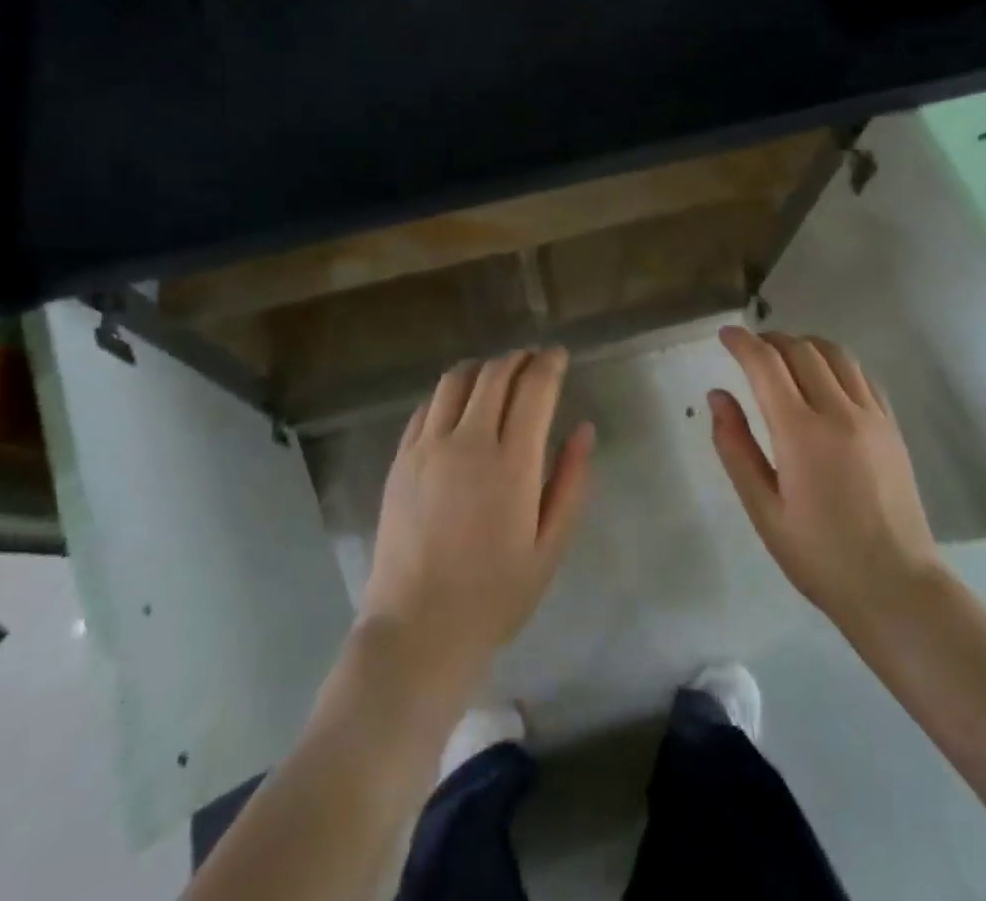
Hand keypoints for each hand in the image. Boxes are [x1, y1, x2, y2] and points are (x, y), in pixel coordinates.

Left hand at [359, 349, 594, 694]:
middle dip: (519, 358)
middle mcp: (468, 442)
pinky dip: (449, 393)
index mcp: (512, 464)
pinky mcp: (401, 459)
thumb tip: (584, 430)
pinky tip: (459, 405)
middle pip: (495, 374)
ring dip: (482, 367)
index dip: (549, 363)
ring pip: (455, 380)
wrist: (418, 630)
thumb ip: (571, 482)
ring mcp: (428, 448)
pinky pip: (426, 406)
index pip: (534, 388)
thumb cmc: (495, 595)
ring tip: (497, 375)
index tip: (558, 355)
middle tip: (532, 360)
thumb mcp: (550, 547)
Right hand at [710, 327, 940, 635]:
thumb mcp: (763, 510)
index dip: (742, 342)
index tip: (725, 334)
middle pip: (801, 350)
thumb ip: (736, 447)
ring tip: (784, 355)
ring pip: (836, 354)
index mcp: (800, 433)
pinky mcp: (892, 427)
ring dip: (805, 344)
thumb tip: (717, 396)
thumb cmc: (819, 556)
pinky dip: (836, 362)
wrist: (896, 587)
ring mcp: (872, 417)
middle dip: (771, 340)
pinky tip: (825, 378)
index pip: (766, 365)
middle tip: (750, 349)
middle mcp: (839, 413)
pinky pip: (862, 375)